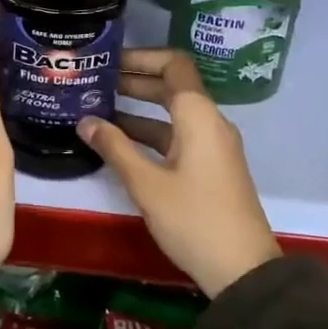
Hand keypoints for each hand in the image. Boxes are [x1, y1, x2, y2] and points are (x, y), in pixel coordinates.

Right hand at [76, 49, 280, 297]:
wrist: (243, 271)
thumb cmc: (194, 220)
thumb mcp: (147, 185)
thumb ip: (115, 148)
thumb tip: (84, 121)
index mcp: (199, 116)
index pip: (174, 64)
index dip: (142, 57)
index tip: (110, 61)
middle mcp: (210, 122)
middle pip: (172, 86)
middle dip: (135, 81)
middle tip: (96, 82)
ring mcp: (213, 145)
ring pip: (174, 113)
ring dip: (140, 108)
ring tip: (100, 109)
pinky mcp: (211, 166)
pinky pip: (179, 135)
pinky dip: (151, 132)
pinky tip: (121, 143)